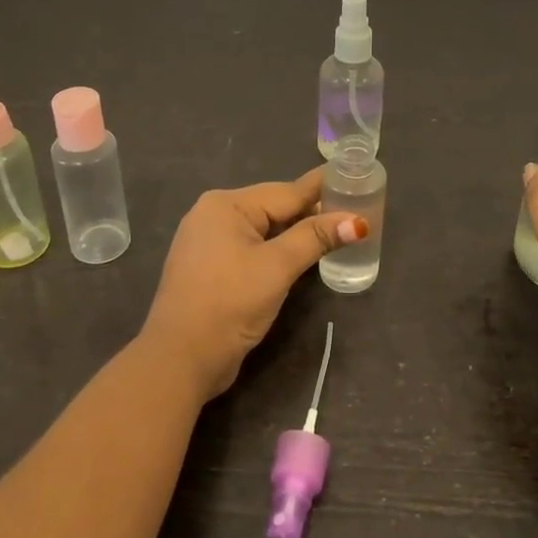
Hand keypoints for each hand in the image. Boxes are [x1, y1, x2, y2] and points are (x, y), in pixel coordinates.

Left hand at [142, 169, 366, 401]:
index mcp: (226, 205)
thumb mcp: (277, 267)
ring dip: (298, 232)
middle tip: (356, 211)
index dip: (324, 189)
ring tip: (338, 231)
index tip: (356, 178)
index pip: (287, 192)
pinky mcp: (213, 268)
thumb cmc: (229, 303)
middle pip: (275, 208)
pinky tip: (303, 255)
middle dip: (313, 212)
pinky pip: (253, 248)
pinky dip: (279, 249)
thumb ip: (315, 238)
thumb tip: (358, 221)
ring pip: (265, 230)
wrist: (180, 359)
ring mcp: (210, 243)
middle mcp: (215, 215)